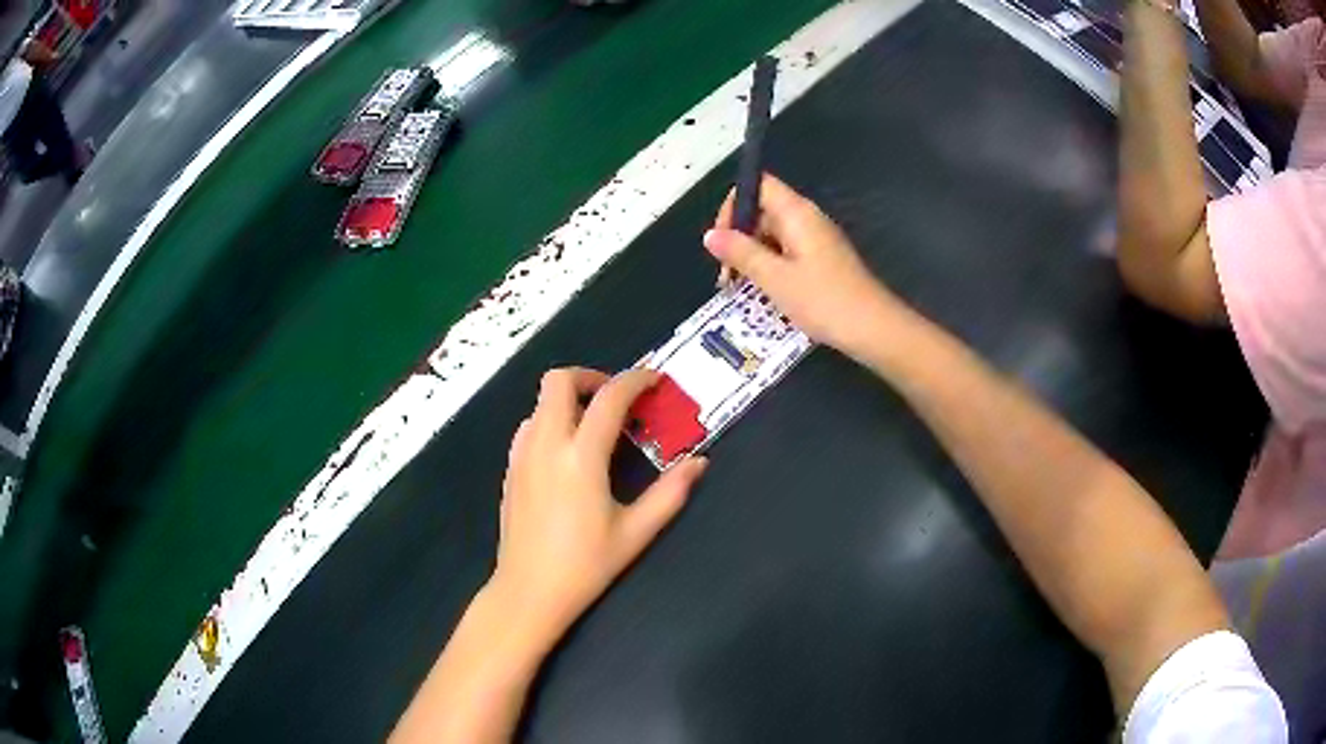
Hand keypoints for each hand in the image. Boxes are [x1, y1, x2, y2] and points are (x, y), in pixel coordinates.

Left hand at [490, 367, 707, 645]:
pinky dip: (551, 421)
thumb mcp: (636, 532)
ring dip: (569, 400)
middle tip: (617, 400)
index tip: (655, 379)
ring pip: (540, 402)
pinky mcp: (510, 469)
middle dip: (591, 377)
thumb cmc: (585, 565)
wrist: (528, 592)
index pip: (609, 397)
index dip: (636, 379)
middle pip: (558, 380)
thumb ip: (671, 493)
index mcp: (581, 457)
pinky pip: (529, 426)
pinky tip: (568, 454)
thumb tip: (700, 462)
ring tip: (595, 428)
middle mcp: (546, 444)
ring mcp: (522, 455)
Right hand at [704, 174, 902, 356]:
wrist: (873, 328)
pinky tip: (764, 293)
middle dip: (739, 238)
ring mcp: (816, 240)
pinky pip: (787, 252)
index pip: (758, 186)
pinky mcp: (822, 260)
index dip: (734, 206)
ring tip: (739, 289)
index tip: (723, 240)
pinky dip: (770, 267)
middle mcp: (807, 219)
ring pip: (773, 235)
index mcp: (796, 213)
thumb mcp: (774, 278)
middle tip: (727, 276)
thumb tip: (711, 236)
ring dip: (752, 257)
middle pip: (762, 211)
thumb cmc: (824, 300)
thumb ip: (741, 253)